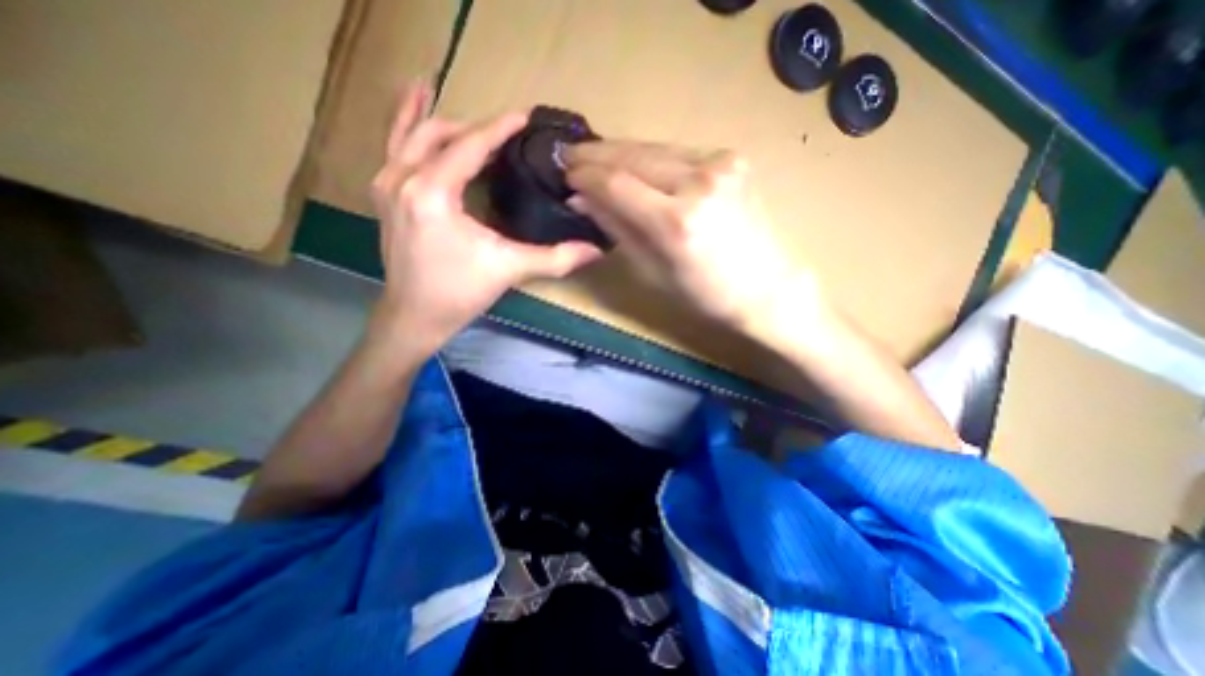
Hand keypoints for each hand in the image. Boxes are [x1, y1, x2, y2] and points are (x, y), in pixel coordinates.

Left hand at [368, 81, 601, 356]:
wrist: (414, 316)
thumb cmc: (459, 292)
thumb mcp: (509, 270)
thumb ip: (554, 258)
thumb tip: (595, 251)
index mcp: (432, 193)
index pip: (470, 146)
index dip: (500, 128)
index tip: (525, 116)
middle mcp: (402, 178)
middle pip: (441, 133)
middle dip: (476, 128)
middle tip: (506, 134)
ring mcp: (387, 183)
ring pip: (412, 134)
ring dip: (441, 120)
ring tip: (462, 108)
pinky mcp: (384, 194)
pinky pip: (395, 147)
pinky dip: (408, 125)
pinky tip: (417, 107)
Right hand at [567, 141, 819, 340]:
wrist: (768, 287)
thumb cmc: (706, 295)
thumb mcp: (652, 272)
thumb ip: (617, 229)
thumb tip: (582, 201)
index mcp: (676, 222)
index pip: (616, 183)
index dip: (585, 176)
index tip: (564, 173)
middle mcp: (698, 183)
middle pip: (633, 156)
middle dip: (596, 154)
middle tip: (570, 156)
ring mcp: (720, 164)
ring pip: (654, 147)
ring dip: (620, 151)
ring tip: (594, 156)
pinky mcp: (732, 158)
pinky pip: (677, 152)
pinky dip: (650, 156)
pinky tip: (634, 163)